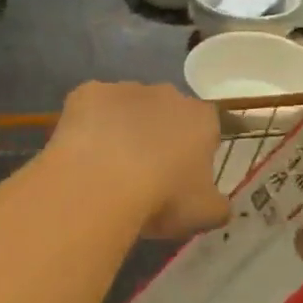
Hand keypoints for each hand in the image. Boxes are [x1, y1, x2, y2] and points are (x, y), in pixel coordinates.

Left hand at [49, 82, 229, 239]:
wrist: (101, 184)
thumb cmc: (162, 197)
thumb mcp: (204, 214)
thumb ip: (219, 206)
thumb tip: (220, 204)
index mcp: (201, 118)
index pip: (208, 127)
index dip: (196, 151)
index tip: (184, 177)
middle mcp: (167, 94)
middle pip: (167, 112)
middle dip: (160, 135)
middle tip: (146, 172)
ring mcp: (125, 89)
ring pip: (128, 107)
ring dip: (124, 128)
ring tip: (108, 167)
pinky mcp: (87, 92)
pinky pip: (92, 107)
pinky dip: (90, 125)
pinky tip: (82, 153)